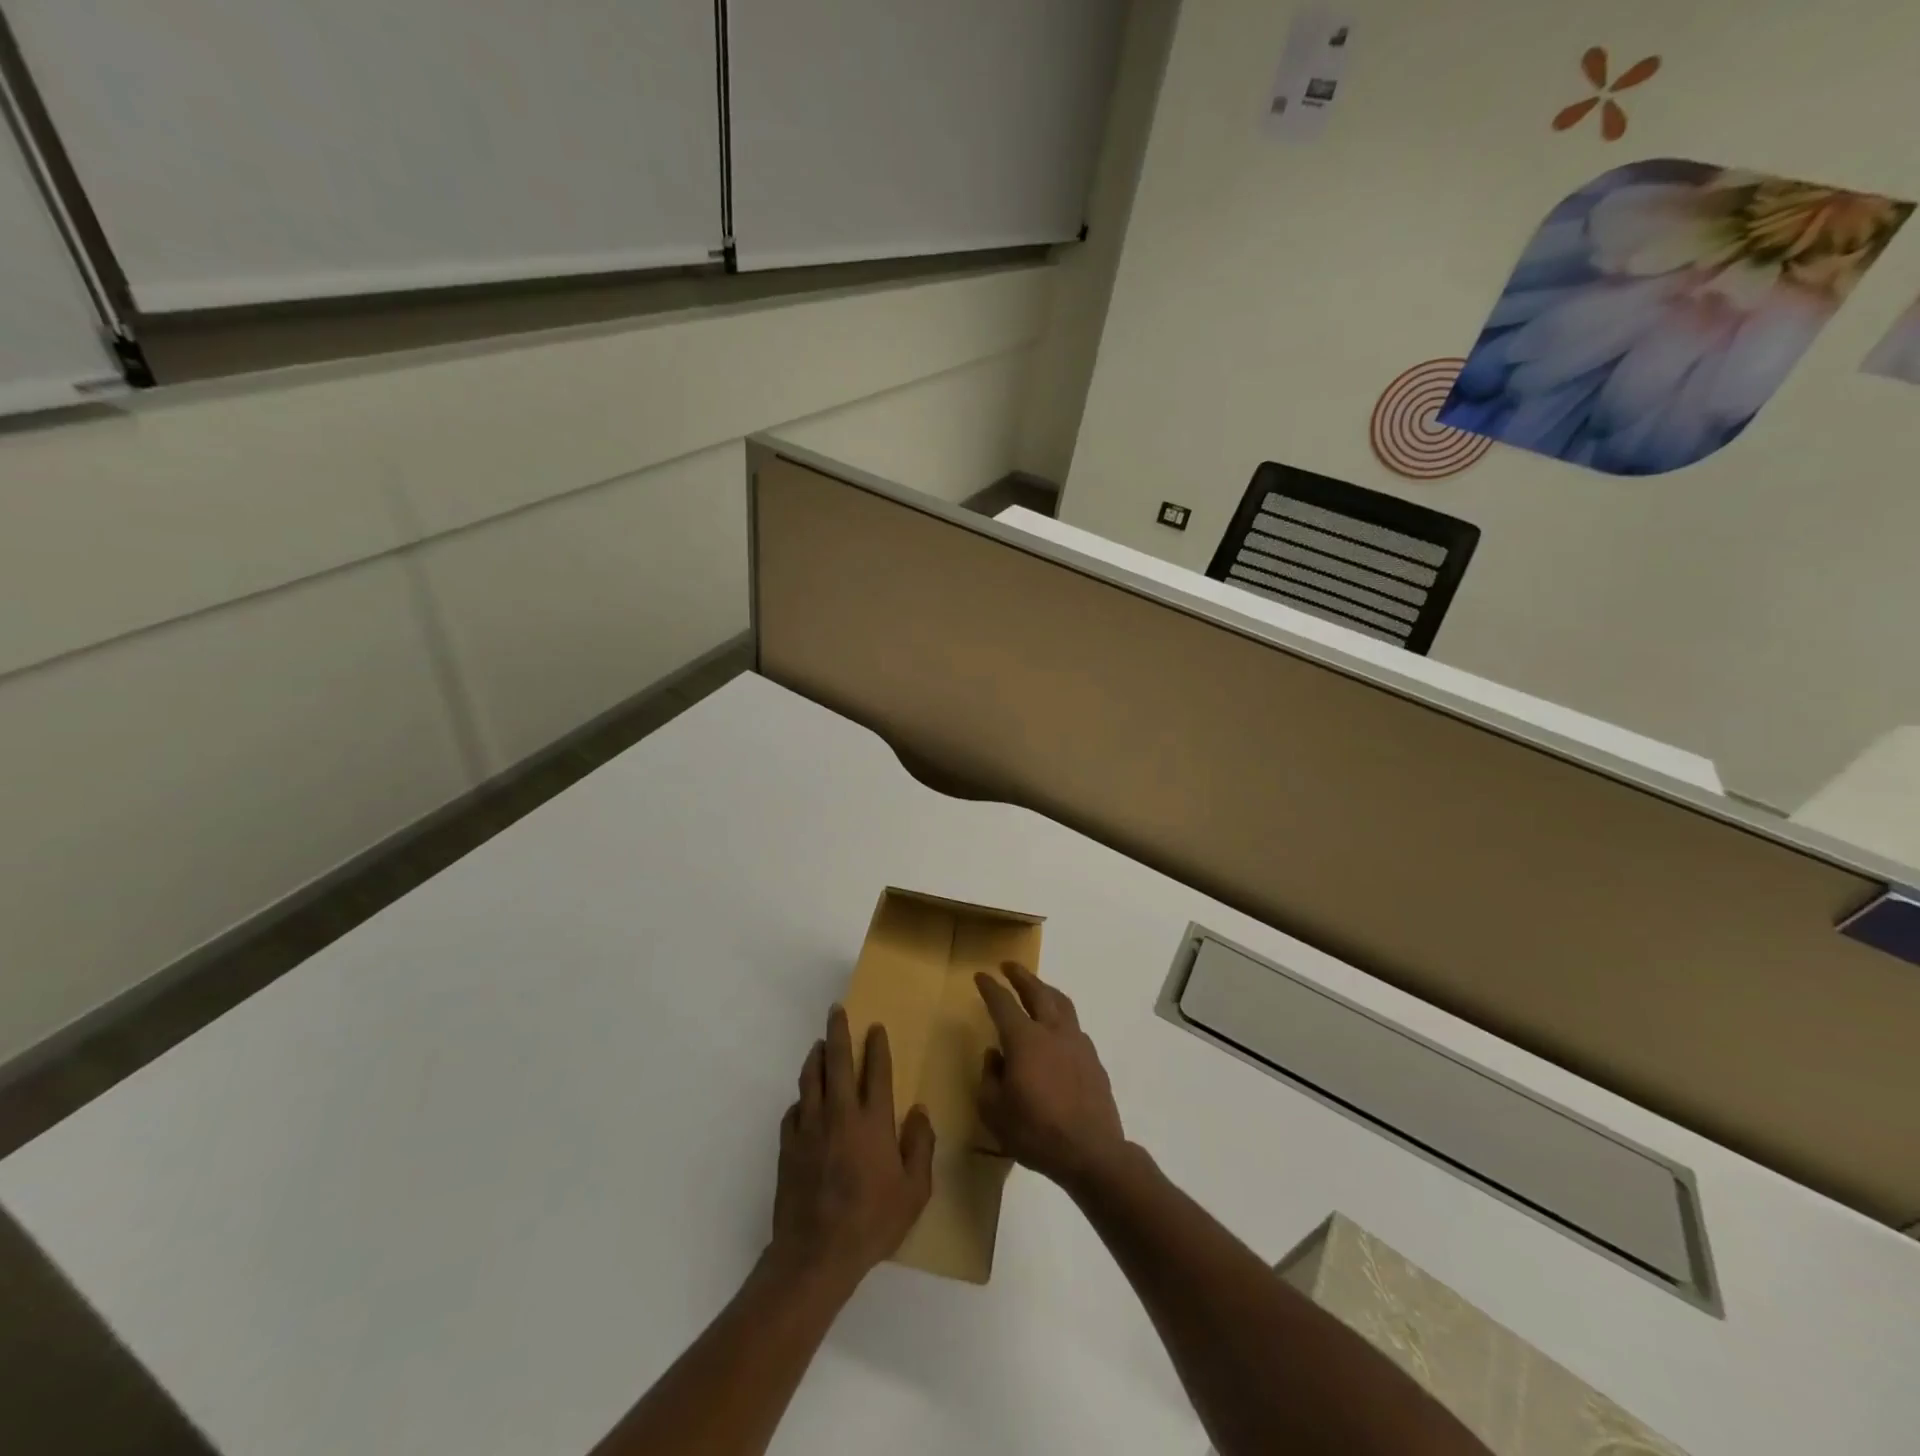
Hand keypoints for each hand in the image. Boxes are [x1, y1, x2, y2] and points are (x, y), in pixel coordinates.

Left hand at [769, 1006, 934, 1293]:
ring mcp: (810, 1128)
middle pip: (838, 1061)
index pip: (877, 1071)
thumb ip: (920, 1146)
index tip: (875, 1026)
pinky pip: (794, 1110)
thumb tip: (920, 1112)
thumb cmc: (872, 1222)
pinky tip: (804, 1101)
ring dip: (816, 1057)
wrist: (816, 1254)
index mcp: (873, 1121)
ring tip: (819, 1044)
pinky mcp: (788, 1145)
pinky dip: (801, 1099)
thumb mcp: (914, 1191)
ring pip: (811, 1079)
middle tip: (836, 1010)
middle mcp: (840, 1114)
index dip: (877, 1046)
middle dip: (838, 1031)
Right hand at [976, 963, 1126, 1191]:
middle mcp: (1052, 1031)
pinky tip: (1057, 1030)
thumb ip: (990, 1078)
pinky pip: (1074, 1026)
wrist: (1092, 1153)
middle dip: (1021, 976)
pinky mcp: (1094, 1059)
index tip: (981, 975)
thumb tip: (995, 1056)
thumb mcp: (995, 1111)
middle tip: (1009, 966)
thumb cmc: (1036, 1132)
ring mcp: (1077, 1043)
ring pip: (1062, 1003)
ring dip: (1046, 990)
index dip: (990, 988)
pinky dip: (1061, 1017)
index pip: (1003, 1003)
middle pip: (1037, 991)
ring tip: (1037, 987)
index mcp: (1025, 1039)